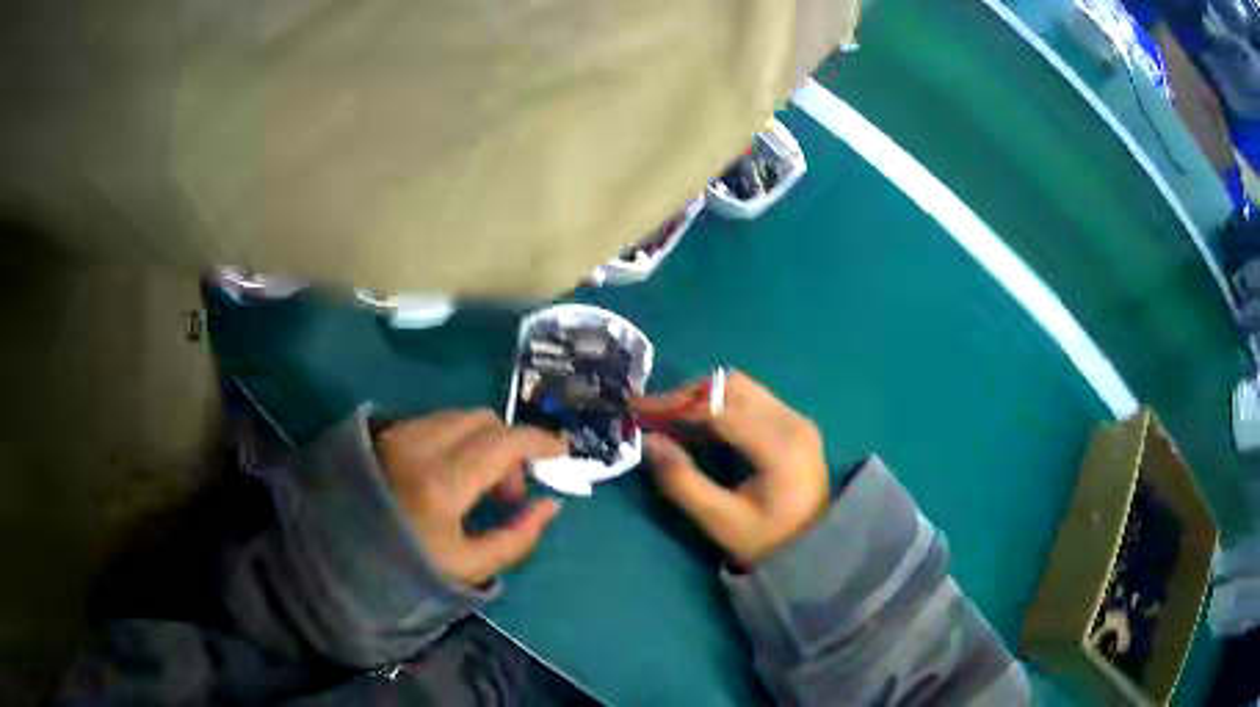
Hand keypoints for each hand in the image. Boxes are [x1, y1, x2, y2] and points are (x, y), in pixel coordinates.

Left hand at [375, 410, 566, 587]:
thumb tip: (550, 504)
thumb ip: (518, 536)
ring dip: (484, 440)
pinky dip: (457, 438)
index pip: (503, 442)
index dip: (539, 441)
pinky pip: (434, 422)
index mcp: (441, 483)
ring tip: (481, 485)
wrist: (340, 560)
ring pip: (458, 417)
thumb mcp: (470, 567)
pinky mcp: (384, 434)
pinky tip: (452, 473)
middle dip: (511, 444)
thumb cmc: (406, 570)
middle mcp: (418, 446)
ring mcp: (397, 435)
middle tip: (512, 489)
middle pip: (483, 420)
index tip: (561, 451)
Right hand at [632, 371, 828, 566]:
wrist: (815, 548)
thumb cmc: (767, 540)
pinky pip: (751, 399)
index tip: (637, 411)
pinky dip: (720, 405)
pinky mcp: (793, 422)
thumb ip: (682, 480)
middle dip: (686, 396)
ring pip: (740, 387)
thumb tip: (647, 441)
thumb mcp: (719, 520)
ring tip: (670, 420)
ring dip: (702, 397)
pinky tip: (698, 426)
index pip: (720, 409)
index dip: (674, 406)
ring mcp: (796, 417)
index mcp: (779, 445)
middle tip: (651, 415)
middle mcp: (792, 420)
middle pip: (731, 386)